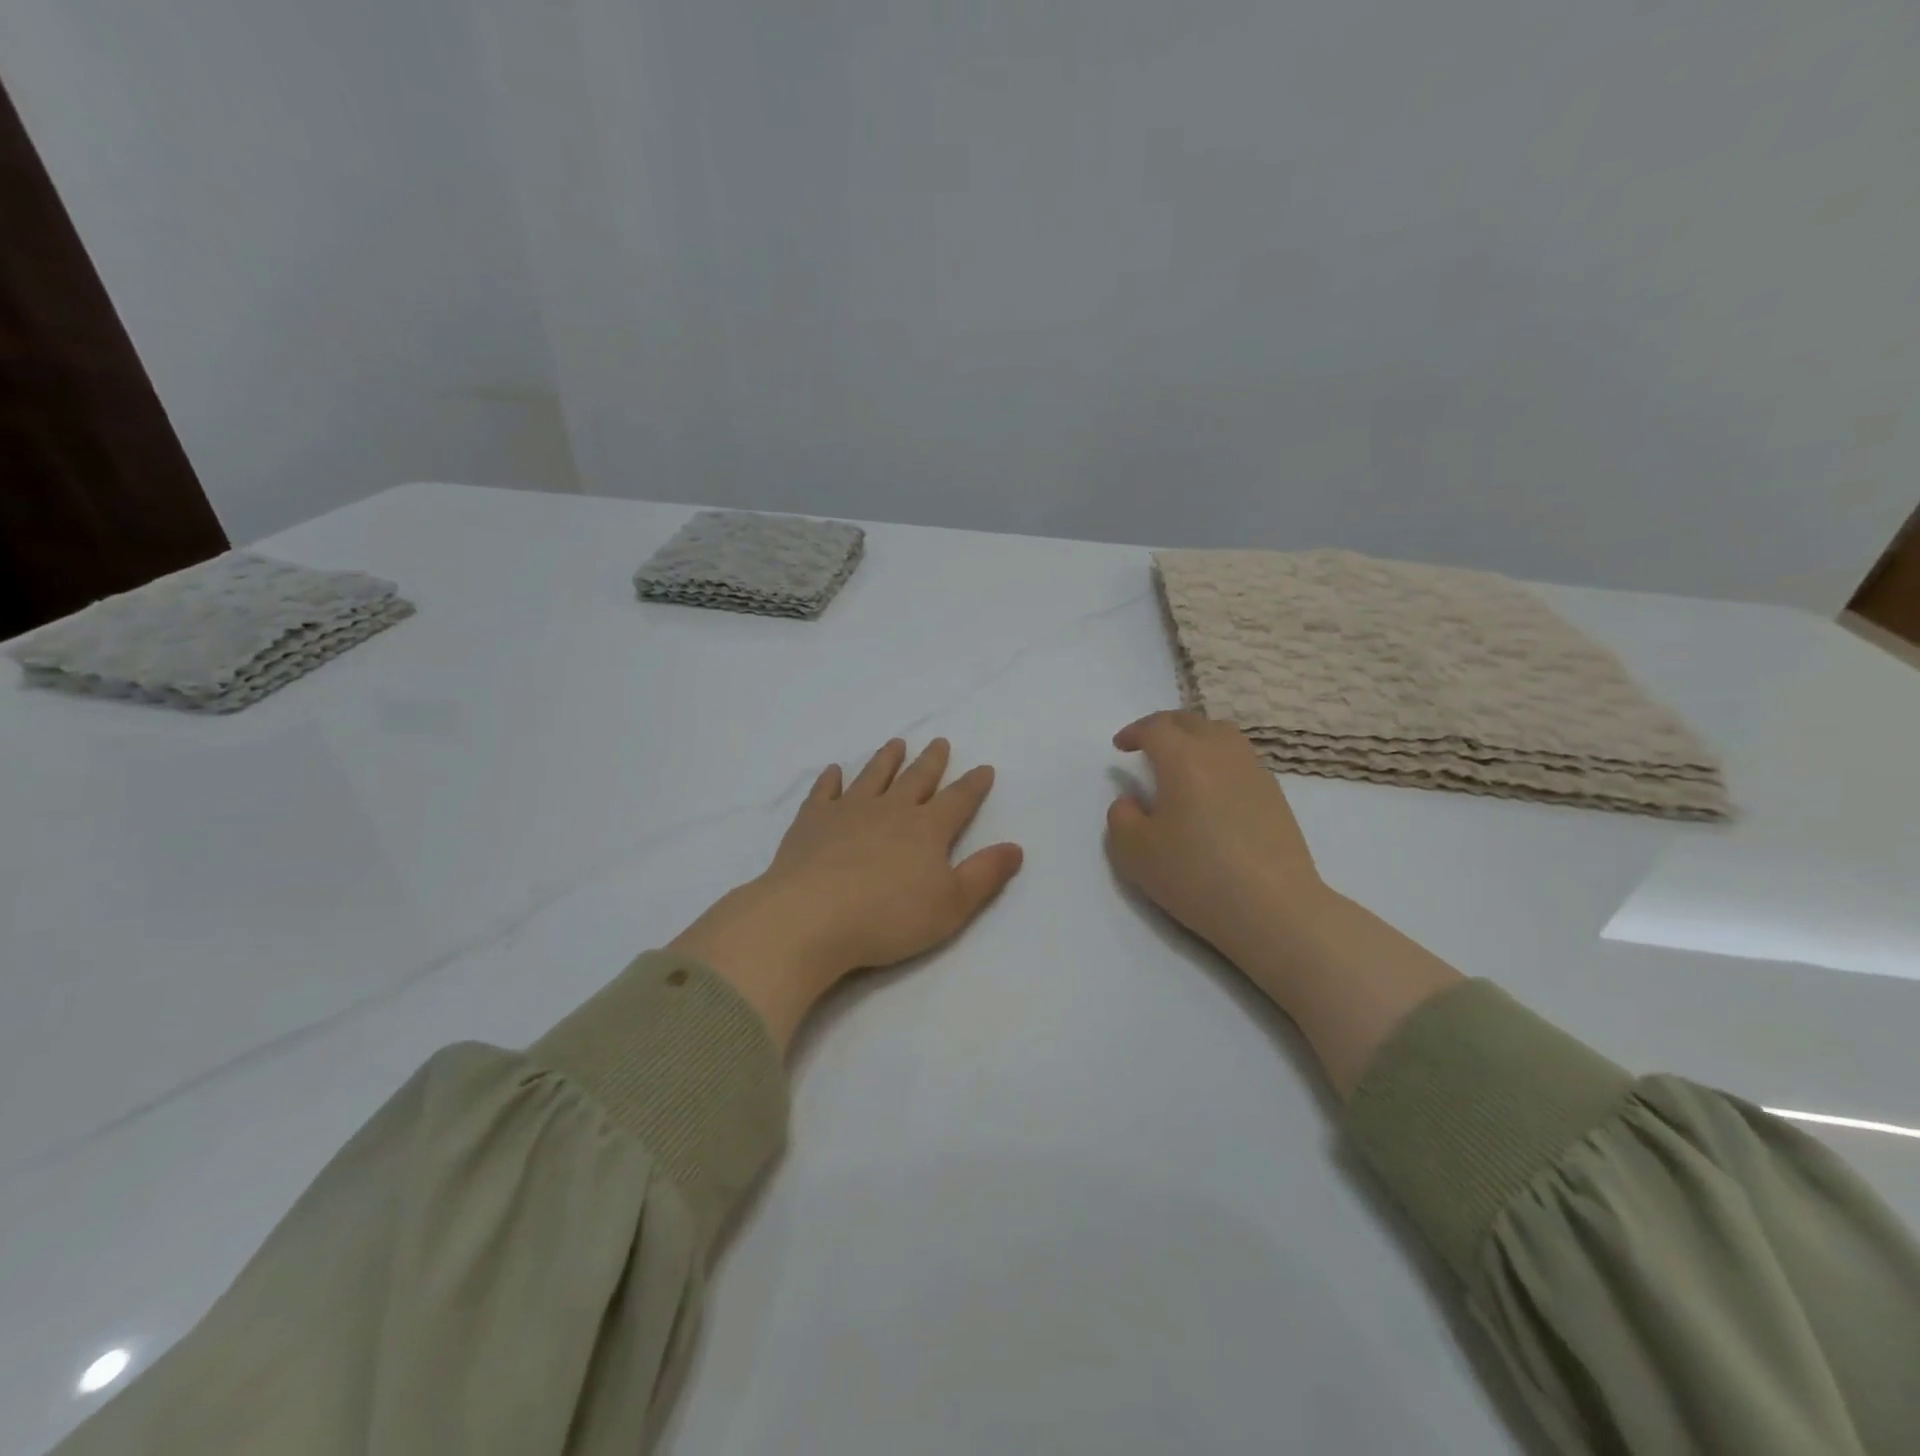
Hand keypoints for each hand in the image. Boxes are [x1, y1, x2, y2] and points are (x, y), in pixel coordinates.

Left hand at [671, 738, 1023, 1047]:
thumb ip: (985, 874)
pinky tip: (834, 771)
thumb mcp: (952, 905)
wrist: (811, 917)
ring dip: (886, 760)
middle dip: (931, 762)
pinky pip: (824, 792)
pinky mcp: (812, 821)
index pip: (958, 800)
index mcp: (927, 829)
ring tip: (896, 744)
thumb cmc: (889, 917)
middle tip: (939, 743)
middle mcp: (890, 810)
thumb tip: (1015, 847)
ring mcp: (848, 811)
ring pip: (873, 776)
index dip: (974, 785)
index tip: (984, 768)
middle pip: (916, 779)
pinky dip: (830, 779)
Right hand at [1105, 711, 1328, 986]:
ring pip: (1222, 734)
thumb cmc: (1196, 876)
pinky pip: (1240, 758)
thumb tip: (1131, 802)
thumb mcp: (1134, 852)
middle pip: (1191, 722)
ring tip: (1182, 761)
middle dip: (1164, 727)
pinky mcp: (1274, 794)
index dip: (1134, 732)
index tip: (1120, 747)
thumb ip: (1121, 817)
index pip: (1156, 727)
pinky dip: (1219, 759)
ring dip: (1196, 737)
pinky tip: (1212, 790)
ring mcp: (1254, 771)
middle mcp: (1221, 753)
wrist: (1273, 908)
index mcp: (1184, 759)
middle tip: (1147, 745)